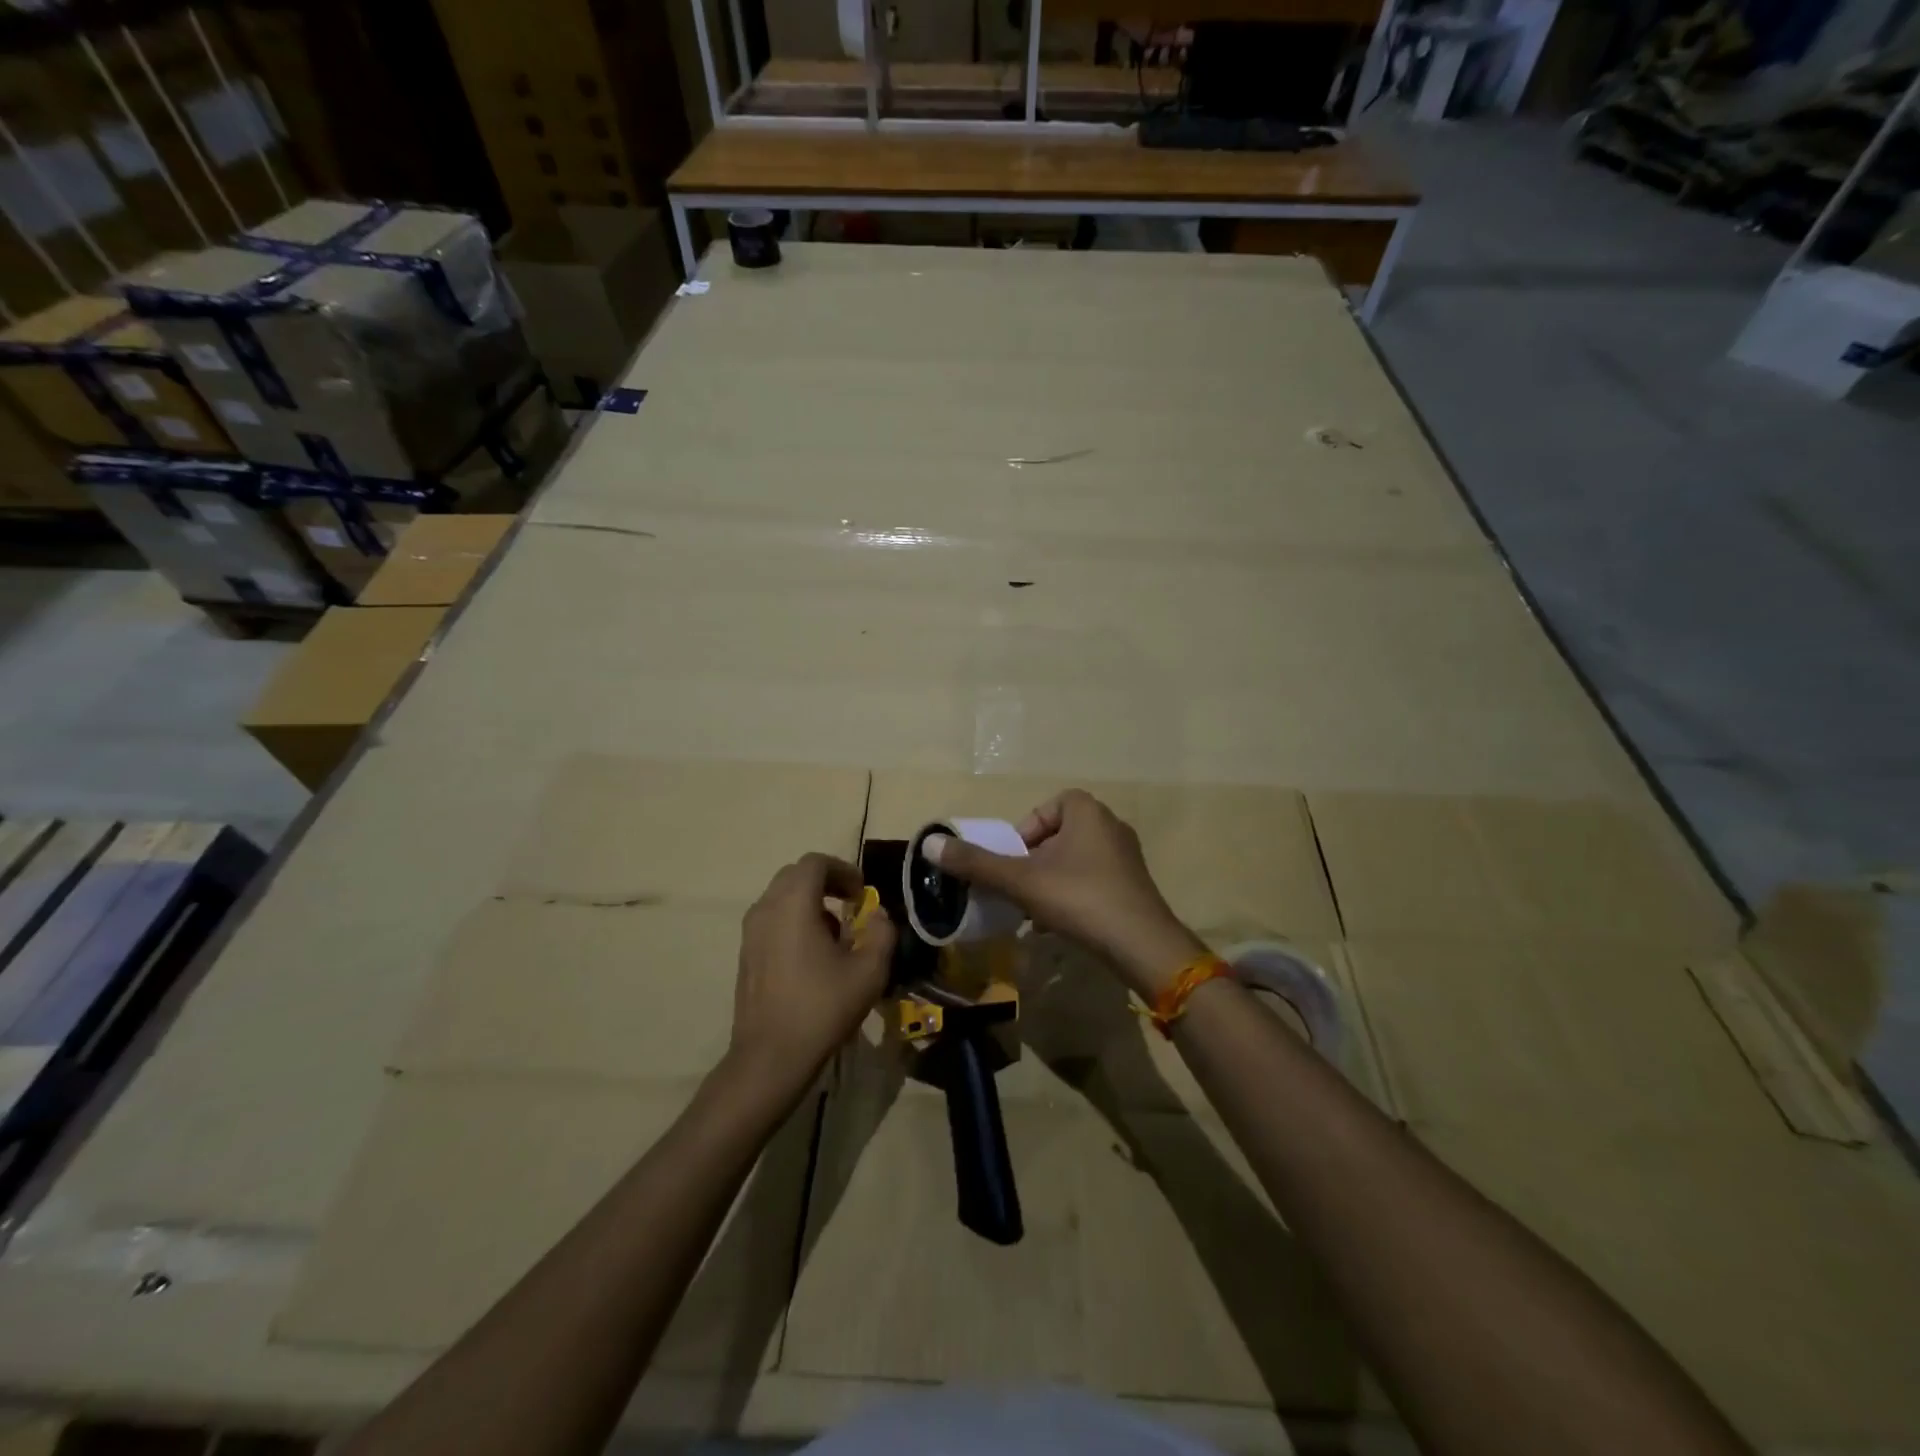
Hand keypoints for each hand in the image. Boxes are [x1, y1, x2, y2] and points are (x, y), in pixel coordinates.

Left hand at [730, 854, 896, 1093]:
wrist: (770, 1057)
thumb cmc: (822, 1007)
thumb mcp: (870, 971)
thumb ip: (882, 932)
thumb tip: (879, 915)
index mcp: (793, 903)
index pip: (815, 862)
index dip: (843, 870)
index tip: (863, 894)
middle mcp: (766, 908)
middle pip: (795, 875)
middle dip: (826, 882)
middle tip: (852, 905)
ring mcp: (750, 932)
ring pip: (781, 898)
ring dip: (810, 903)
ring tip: (836, 935)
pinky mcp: (745, 955)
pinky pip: (772, 920)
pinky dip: (794, 922)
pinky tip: (813, 957)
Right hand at [921, 790, 1204, 997]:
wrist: (1142, 944)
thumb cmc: (1079, 898)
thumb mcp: (1021, 880)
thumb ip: (976, 863)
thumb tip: (930, 844)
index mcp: (1087, 811)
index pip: (1046, 808)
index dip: (1024, 832)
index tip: (1013, 862)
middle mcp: (1110, 824)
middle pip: (1058, 835)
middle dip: (1034, 861)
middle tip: (1020, 887)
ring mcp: (1126, 855)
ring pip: (1075, 860)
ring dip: (1052, 880)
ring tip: (1037, 910)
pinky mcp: (1134, 884)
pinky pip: (1093, 879)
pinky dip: (1073, 894)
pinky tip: (1062, 923)